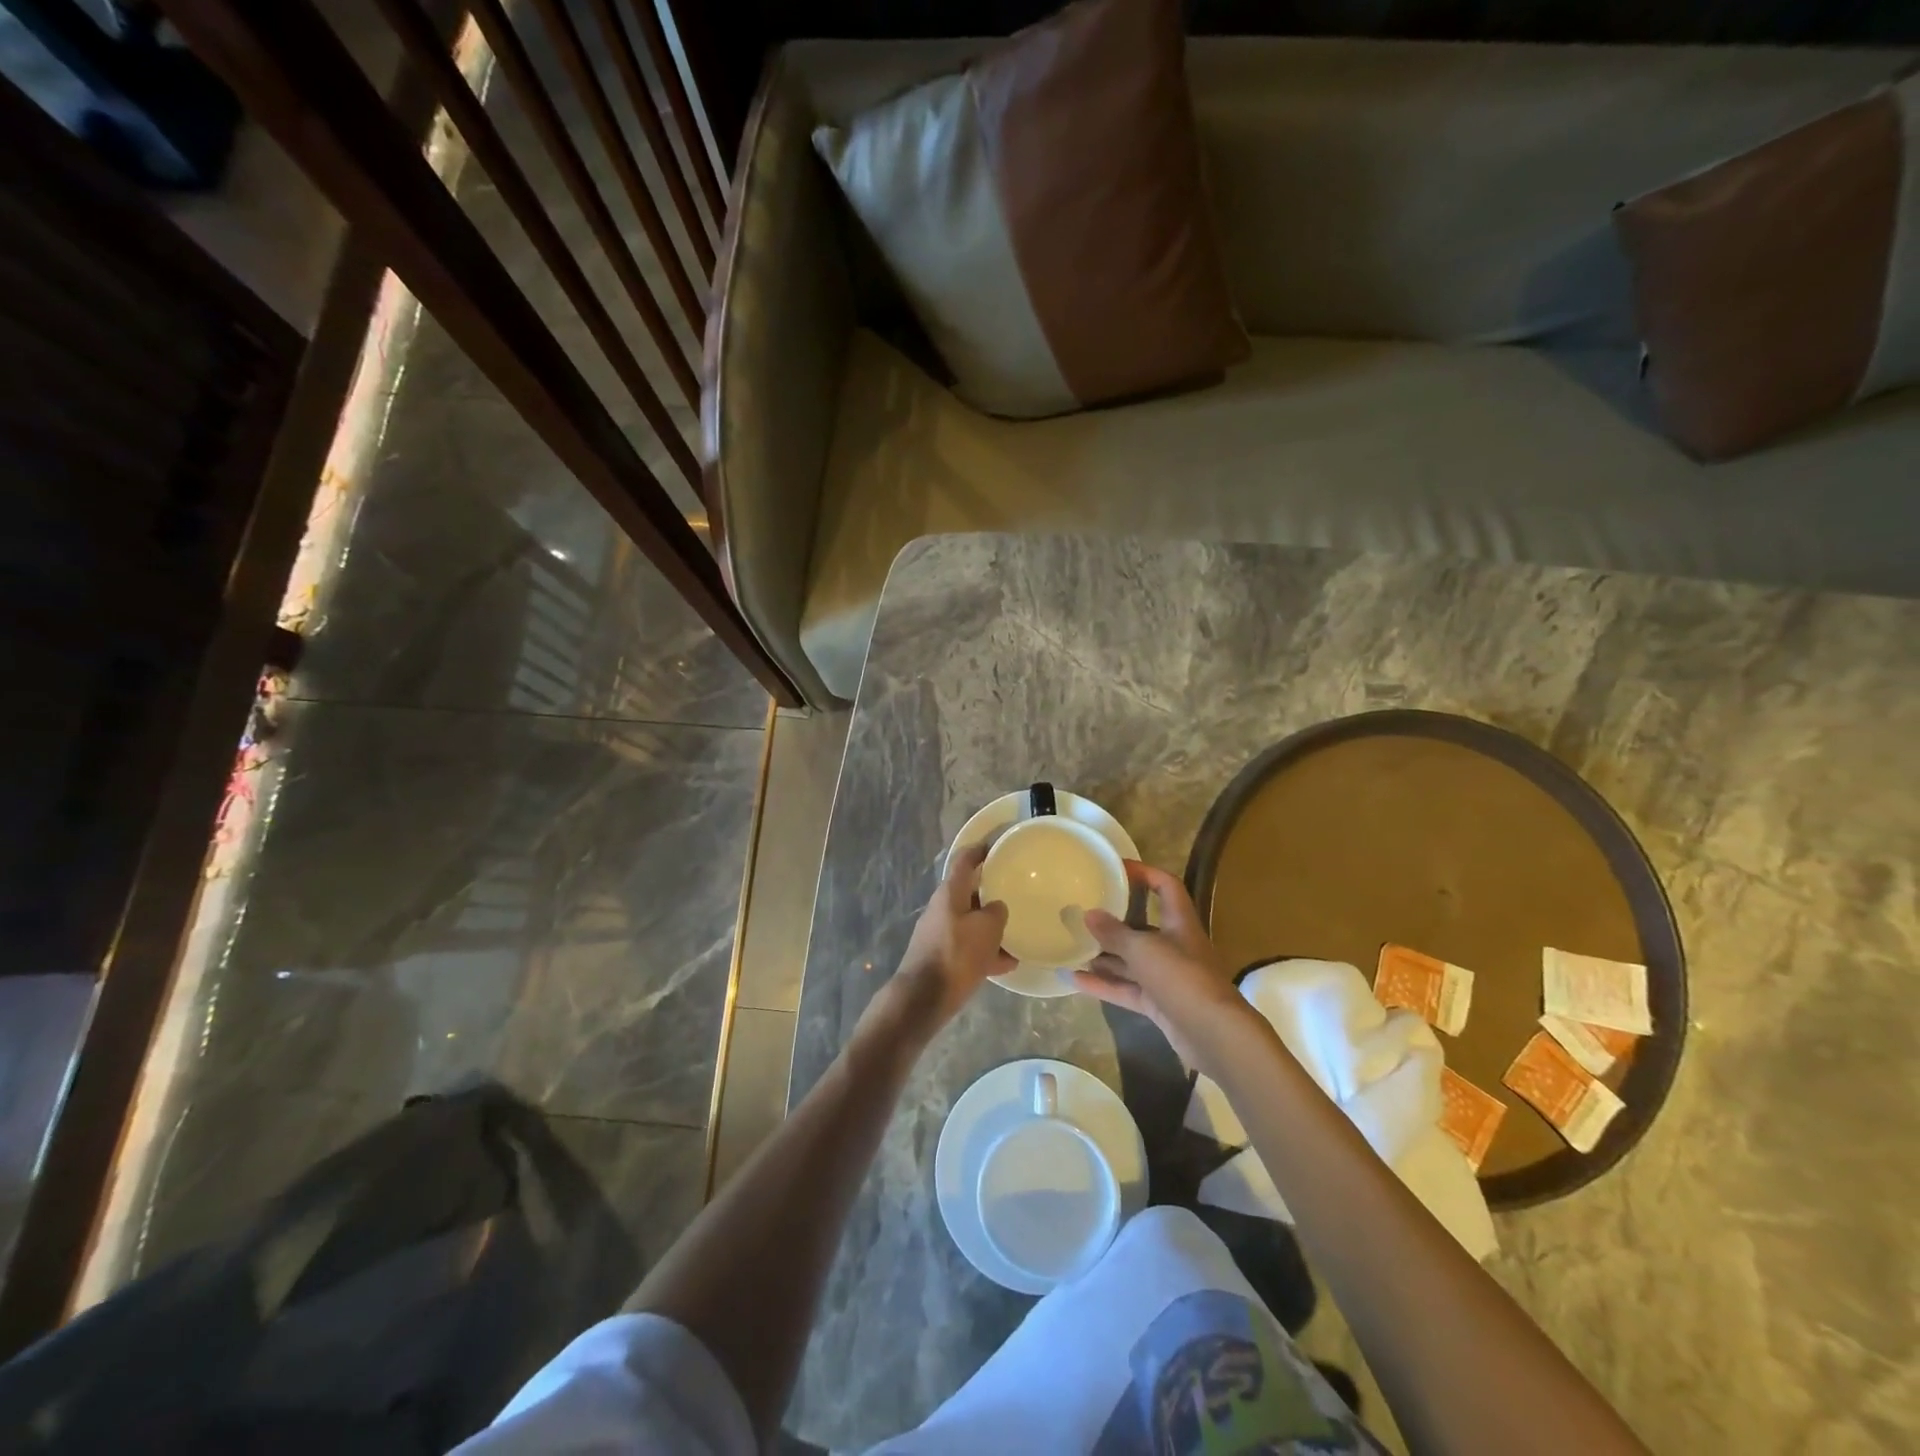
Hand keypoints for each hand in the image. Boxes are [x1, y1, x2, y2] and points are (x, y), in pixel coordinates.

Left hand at [869, 842, 1015, 1046]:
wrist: (924, 997)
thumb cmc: (957, 954)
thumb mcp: (987, 929)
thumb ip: (997, 912)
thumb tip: (996, 909)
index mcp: (950, 893)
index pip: (965, 860)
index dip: (980, 850)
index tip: (997, 846)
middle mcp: (942, 908)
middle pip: (969, 892)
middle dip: (991, 893)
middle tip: (1015, 892)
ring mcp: (940, 933)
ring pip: (971, 922)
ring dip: (991, 927)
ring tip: (1018, 935)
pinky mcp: (941, 956)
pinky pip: (968, 947)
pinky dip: (986, 951)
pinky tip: (1008, 964)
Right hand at [1073, 860, 1251, 1073]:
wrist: (1214, 1035)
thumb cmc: (1182, 978)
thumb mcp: (1144, 950)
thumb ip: (1115, 933)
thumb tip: (1089, 914)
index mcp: (1180, 923)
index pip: (1166, 886)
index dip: (1145, 873)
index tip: (1116, 868)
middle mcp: (1175, 946)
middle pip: (1143, 926)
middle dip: (1114, 921)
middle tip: (1083, 912)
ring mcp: (1167, 977)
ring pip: (1132, 960)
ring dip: (1105, 955)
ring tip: (1073, 946)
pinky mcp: (1160, 1004)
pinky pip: (1127, 988)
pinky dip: (1104, 985)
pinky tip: (1075, 980)